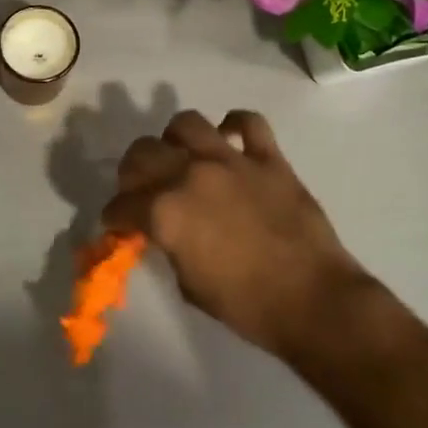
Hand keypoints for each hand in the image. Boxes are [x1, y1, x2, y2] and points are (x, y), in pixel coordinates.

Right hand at [100, 109, 373, 358]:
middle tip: (141, 188)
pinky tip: (230, 139)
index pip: (122, 205)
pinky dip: (235, 125)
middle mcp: (190, 175)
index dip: (115, 216)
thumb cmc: (247, 306)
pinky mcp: (268, 157)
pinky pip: (248, 121)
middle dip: (132, 172)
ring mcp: (231, 160)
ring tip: (181, 156)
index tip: (117, 223)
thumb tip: (162, 232)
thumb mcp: (189, 285)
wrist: (312, 300)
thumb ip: (169, 246)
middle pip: (142, 153)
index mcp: (165, 212)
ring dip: (175, 139)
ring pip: (187, 124)